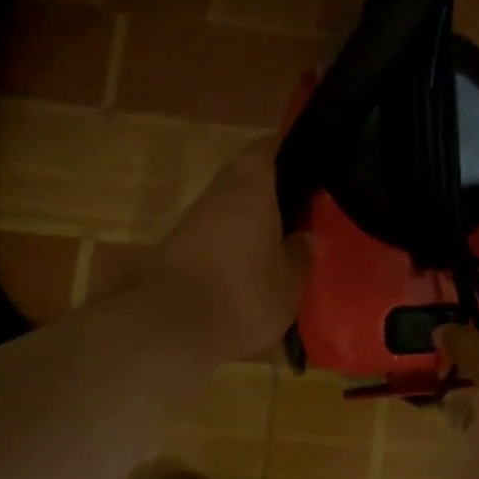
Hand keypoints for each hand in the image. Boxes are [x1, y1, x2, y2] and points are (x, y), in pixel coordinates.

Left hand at [148, 138, 310, 361]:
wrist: (169, 329)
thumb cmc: (243, 293)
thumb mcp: (289, 281)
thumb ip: (300, 254)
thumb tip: (305, 237)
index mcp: (250, 188)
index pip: (266, 148)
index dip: (287, 149)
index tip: (309, 160)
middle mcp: (217, 195)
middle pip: (245, 178)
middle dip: (272, 190)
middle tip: (302, 205)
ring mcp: (191, 223)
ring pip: (228, 208)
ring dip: (251, 219)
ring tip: (281, 237)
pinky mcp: (175, 251)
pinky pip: (214, 236)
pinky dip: (233, 244)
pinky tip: (251, 265)